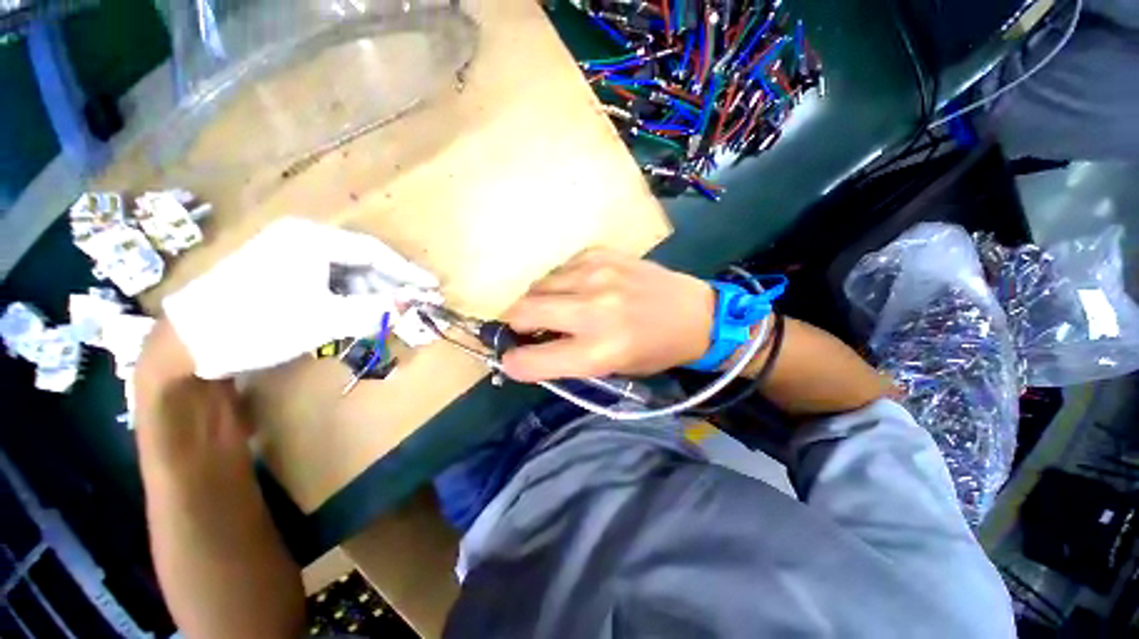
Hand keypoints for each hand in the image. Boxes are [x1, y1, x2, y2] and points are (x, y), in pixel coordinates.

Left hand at [163, 218, 437, 378]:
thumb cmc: (259, 322)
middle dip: (390, 286)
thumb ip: (375, 310)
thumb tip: (413, 305)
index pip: (376, 253)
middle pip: (363, 261)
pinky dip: (348, 299)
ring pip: (347, 273)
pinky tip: (356, 315)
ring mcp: (290, 254)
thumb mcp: (324, 319)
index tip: (432, 287)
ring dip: (370, 295)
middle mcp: (303, 239)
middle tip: (412, 306)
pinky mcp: (282, 271)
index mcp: (313, 239)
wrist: (189, 341)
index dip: (408, 272)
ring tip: (385, 317)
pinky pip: (329, 281)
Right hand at [501, 248, 714, 381]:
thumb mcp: (611, 369)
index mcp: (598, 351)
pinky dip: (559, 283)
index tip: (512, 358)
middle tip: (525, 328)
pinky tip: (576, 289)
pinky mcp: (600, 254)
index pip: (531, 359)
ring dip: (537, 300)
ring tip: (555, 308)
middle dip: (514, 323)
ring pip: (537, 285)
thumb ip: (567, 360)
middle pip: (523, 310)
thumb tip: (529, 348)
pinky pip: (559, 268)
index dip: (514, 362)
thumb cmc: (654, 350)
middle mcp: (593, 309)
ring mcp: (596, 275)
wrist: (694, 313)